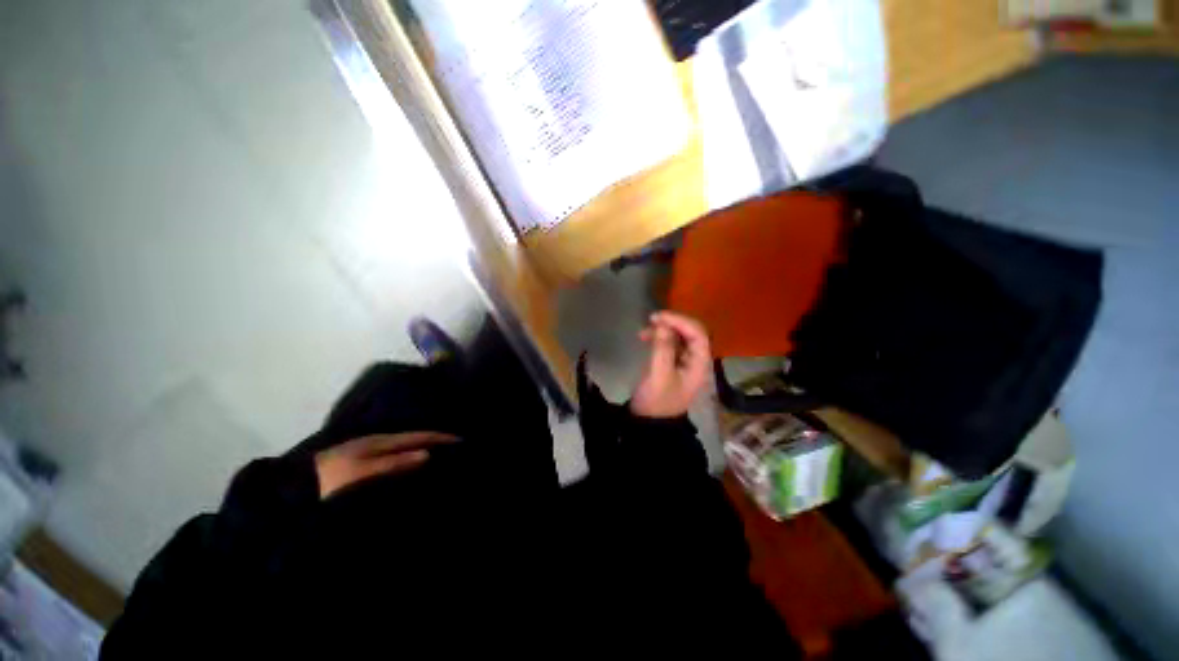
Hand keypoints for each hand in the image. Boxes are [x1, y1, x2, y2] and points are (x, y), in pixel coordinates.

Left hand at [314, 431, 457, 498]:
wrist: (295, 489)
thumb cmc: (333, 480)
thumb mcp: (363, 472)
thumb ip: (395, 463)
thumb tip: (428, 454)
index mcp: (380, 440)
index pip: (418, 436)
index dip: (440, 437)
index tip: (461, 440)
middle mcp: (379, 441)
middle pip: (414, 438)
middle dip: (436, 440)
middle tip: (457, 446)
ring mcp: (371, 451)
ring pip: (406, 446)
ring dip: (425, 448)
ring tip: (443, 453)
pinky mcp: (365, 463)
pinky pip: (396, 456)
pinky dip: (412, 457)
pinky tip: (417, 463)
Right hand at [630, 311, 711, 418]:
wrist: (650, 423)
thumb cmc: (657, 401)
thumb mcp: (659, 374)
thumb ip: (663, 348)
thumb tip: (662, 324)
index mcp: (699, 364)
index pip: (698, 334)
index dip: (680, 321)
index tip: (659, 317)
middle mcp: (696, 360)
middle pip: (691, 333)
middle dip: (673, 323)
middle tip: (652, 319)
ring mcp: (685, 362)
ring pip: (679, 337)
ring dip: (664, 330)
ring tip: (644, 331)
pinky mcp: (673, 364)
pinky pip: (670, 344)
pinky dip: (659, 338)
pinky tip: (645, 338)